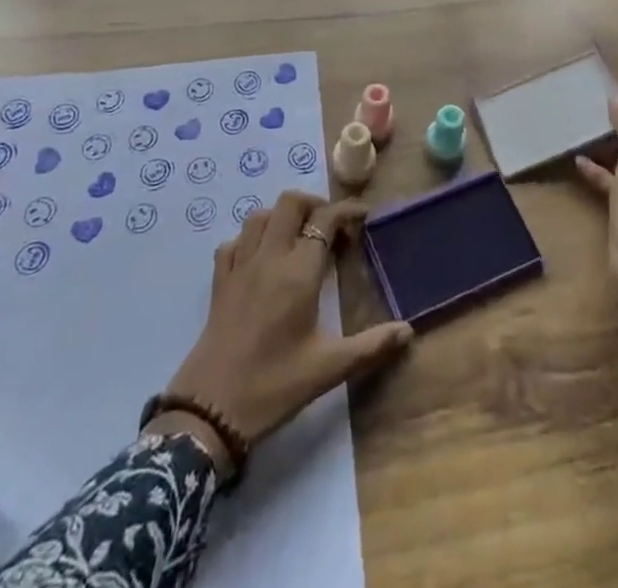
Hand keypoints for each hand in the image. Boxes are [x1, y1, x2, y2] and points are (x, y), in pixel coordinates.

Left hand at [155, 191, 412, 469]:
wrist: (209, 412)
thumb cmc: (273, 386)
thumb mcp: (328, 369)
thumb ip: (371, 346)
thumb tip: (408, 333)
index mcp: (299, 272)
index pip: (325, 219)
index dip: (346, 211)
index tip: (362, 218)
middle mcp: (269, 258)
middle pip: (290, 203)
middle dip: (314, 204)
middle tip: (330, 226)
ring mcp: (240, 267)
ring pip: (259, 216)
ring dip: (281, 217)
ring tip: (297, 237)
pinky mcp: (218, 283)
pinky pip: (233, 243)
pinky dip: (249, 240)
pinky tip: (260, 258)